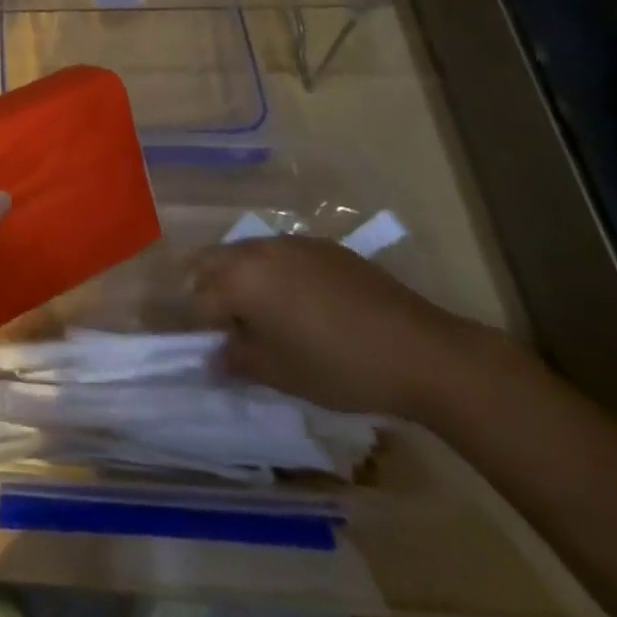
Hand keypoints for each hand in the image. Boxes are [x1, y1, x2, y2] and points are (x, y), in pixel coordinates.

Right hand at [189, 236, 501, 420]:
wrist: (420, 351)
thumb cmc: (339, 367)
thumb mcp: (279, 374)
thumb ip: (236, 360)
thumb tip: (212, 357)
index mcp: (239, 278)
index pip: (197, 297)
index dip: (197, 325)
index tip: (208, 348)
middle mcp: (256, 250)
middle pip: (212, 262)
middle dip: (209, 290)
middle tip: (225, 326)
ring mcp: (290, 243)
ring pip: (245, 254)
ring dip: (240, 278)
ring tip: (261, 315)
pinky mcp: (321, 245)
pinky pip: (279, 253)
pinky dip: (273, 273)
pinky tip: (299, 303)